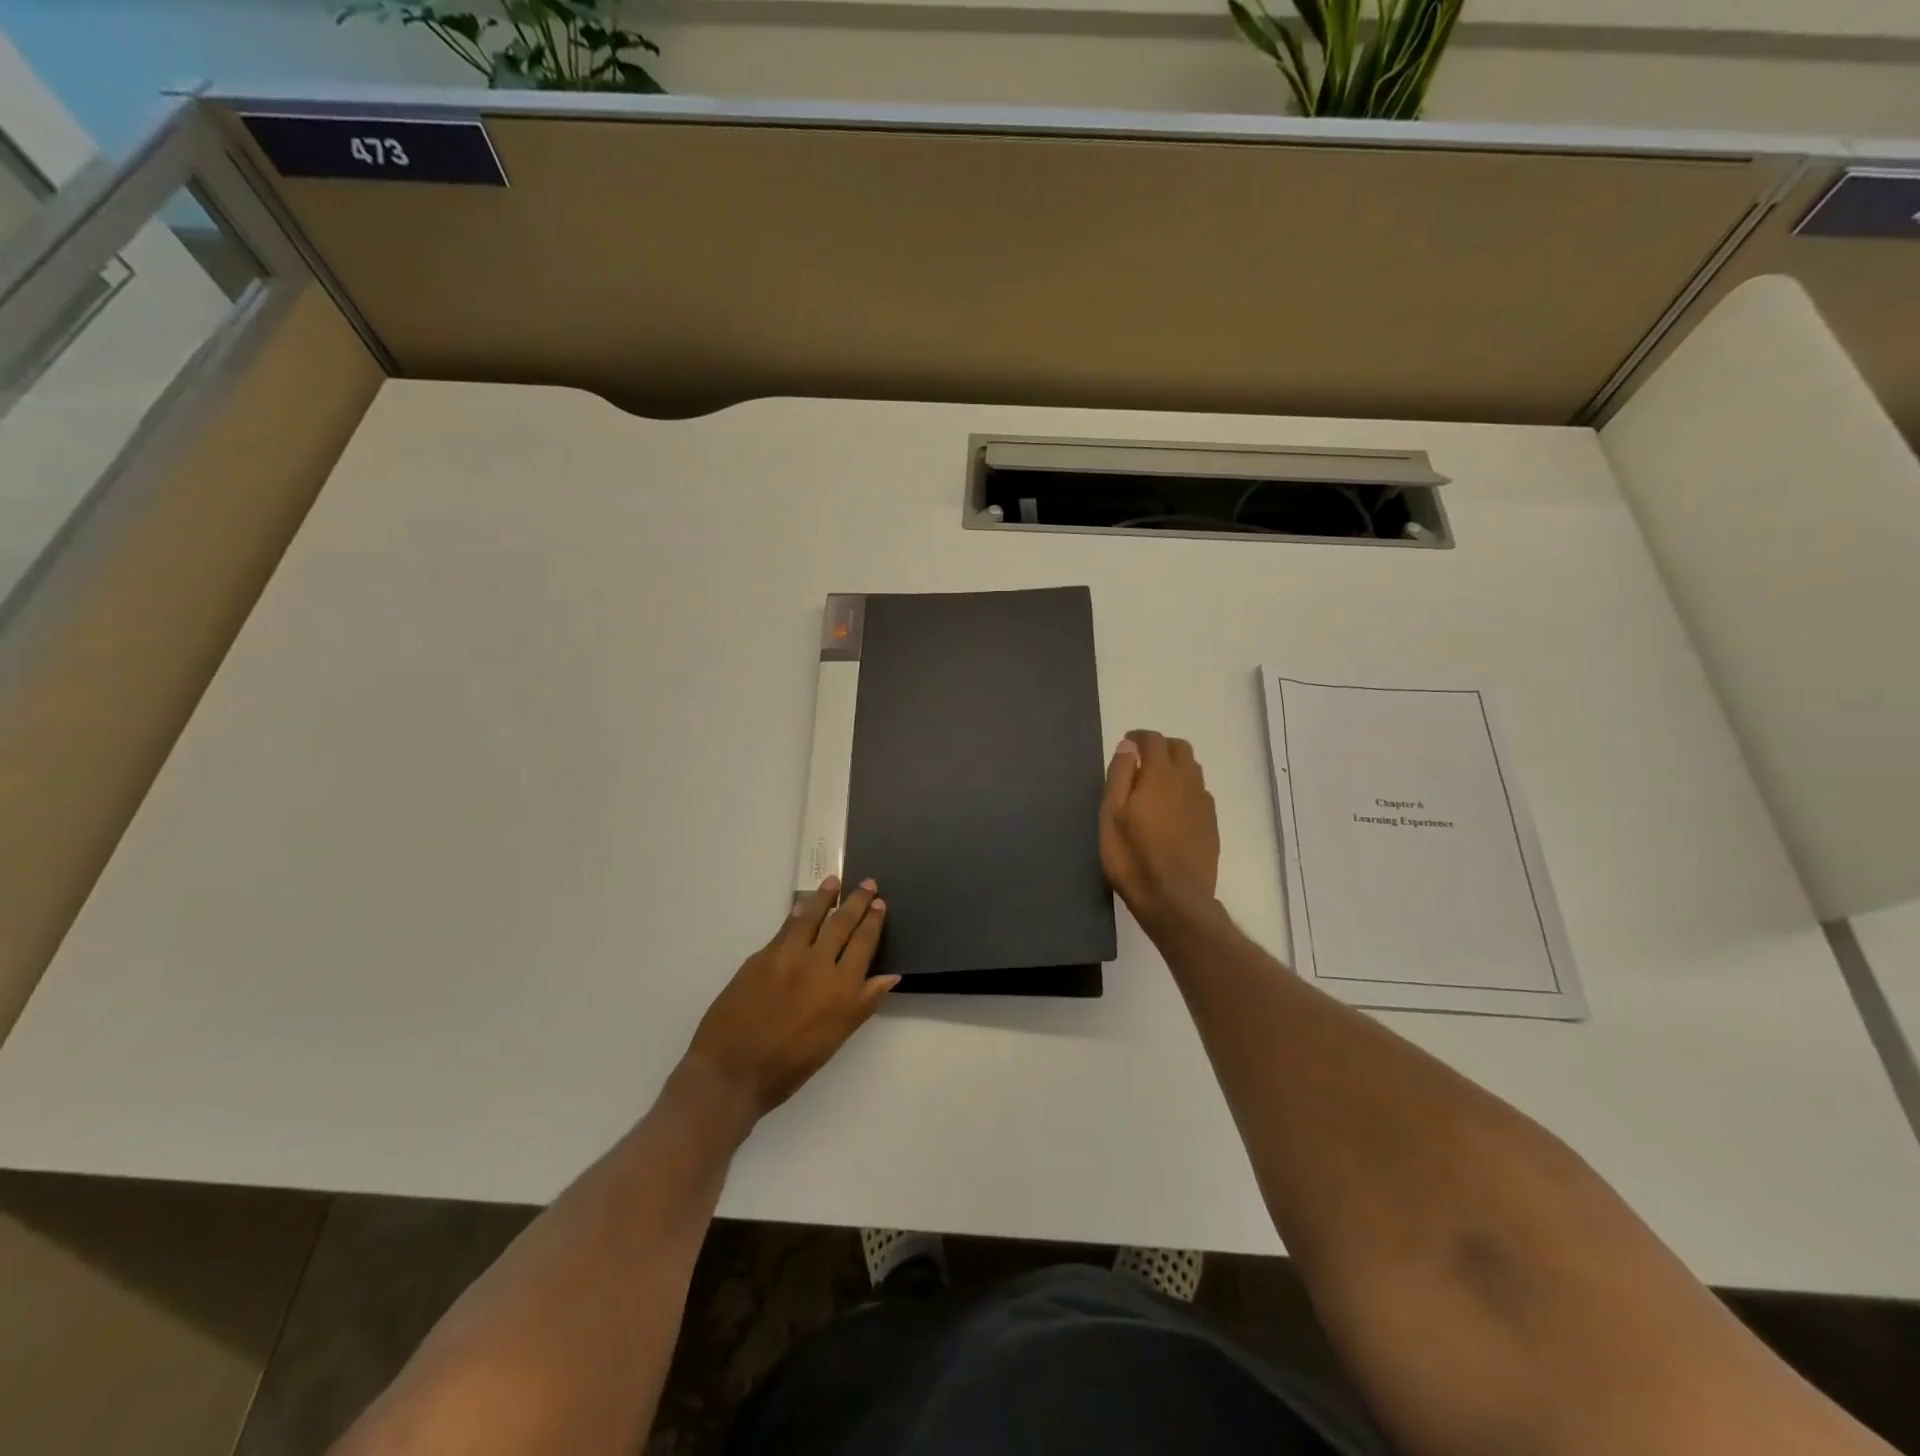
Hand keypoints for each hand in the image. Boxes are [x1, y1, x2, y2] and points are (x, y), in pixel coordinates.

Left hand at [683, 877, 897, 1120]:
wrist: (732, 1071)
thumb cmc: (789, 1066)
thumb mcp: (835, 1039)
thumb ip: (863, 1003)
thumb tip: (890, 976)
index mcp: (842, 990)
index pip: (864, 945)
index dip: (873, 922)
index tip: (880, 904)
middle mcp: (819, 966)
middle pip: (842, 924)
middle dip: (857, 902)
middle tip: (867, 883)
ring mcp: (788, 957)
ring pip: (812, 917)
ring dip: (825, 897)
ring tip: (833, 881)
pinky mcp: (762, 957)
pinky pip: (786, 928)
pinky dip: (797, 914)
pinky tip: (802, 906)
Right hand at [1100, 730, 1219, 933]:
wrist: (1174, 899)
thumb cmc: (1132, 857)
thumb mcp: (1111, 815)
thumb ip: (1119, 776)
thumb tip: (1128, 747)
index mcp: (1159, 776)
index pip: (1154, 740)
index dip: (1139, 737)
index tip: (1126, 744)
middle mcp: (1187, 782)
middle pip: (1180, 749)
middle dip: (1160, 747)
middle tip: (1140, 762)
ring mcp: (1203, 804)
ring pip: (1193, 770)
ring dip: (1175, 767)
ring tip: (1155, 784)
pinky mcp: (1211, 824)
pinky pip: (1200, 793)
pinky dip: (1185, 789)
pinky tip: (1172, 809)